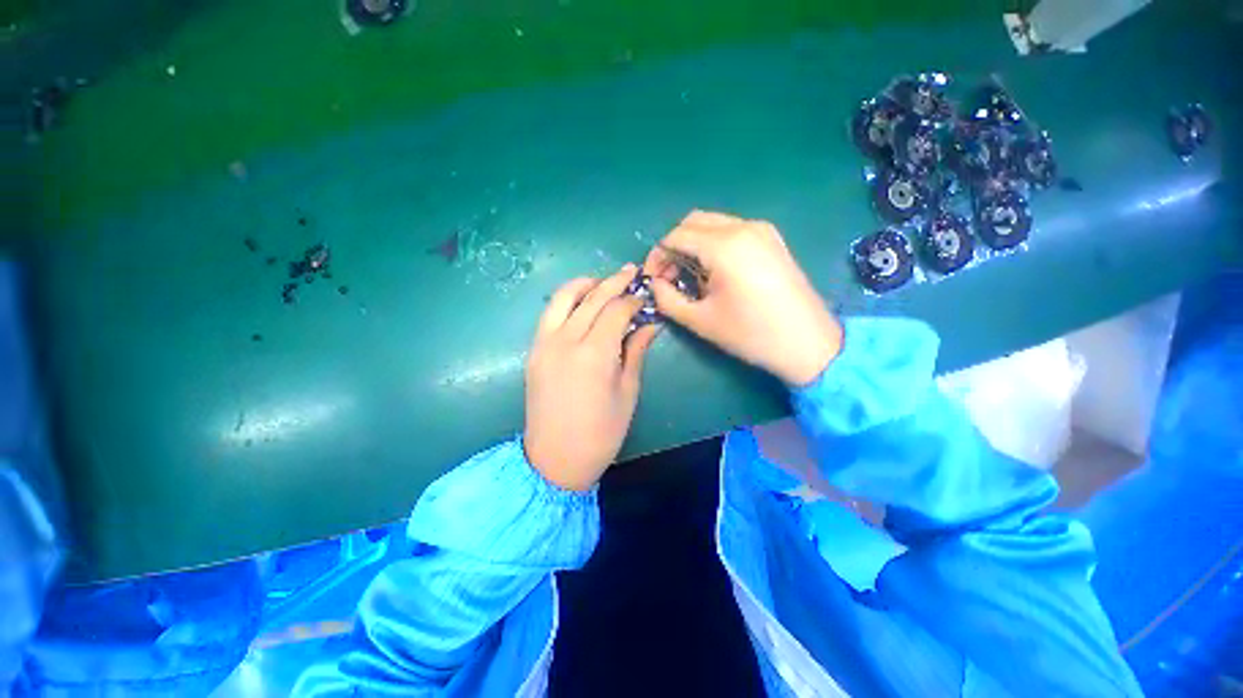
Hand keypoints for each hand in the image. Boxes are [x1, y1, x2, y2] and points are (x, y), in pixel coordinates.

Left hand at [524, 265, 660, 490]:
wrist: (555, 460)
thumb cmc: (601, 433)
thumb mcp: (627, 392)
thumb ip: (635, 351)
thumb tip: (650, 324)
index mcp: (594, 354)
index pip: (616, 310)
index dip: (633, 300)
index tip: (645, 296)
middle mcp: (566, 341)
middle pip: (592, 298)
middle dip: (613, 282)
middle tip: (630, 272)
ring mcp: (544, 343)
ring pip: (564, 297)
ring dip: (585, 284)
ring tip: (603, 282)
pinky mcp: (534, 351)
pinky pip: (550, 313)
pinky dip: (567, 300)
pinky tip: (581, 303)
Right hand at [644, 210, 841, 386]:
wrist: (808, 343)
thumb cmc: (751, 334)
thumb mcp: (700, 320)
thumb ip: (667, 299)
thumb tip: (655, 285)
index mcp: (724, 245)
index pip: (675, 236)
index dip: (657, 256)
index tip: (651, 279)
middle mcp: (743, 227)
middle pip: (693, 222)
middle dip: (673, 246)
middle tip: (668, 276)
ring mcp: (762, 230)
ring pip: (713, 224)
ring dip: (693, 244)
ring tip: (690, 277)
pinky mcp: (773, 239)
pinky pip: (732, 230)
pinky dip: (713, 244)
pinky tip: (714, 272)